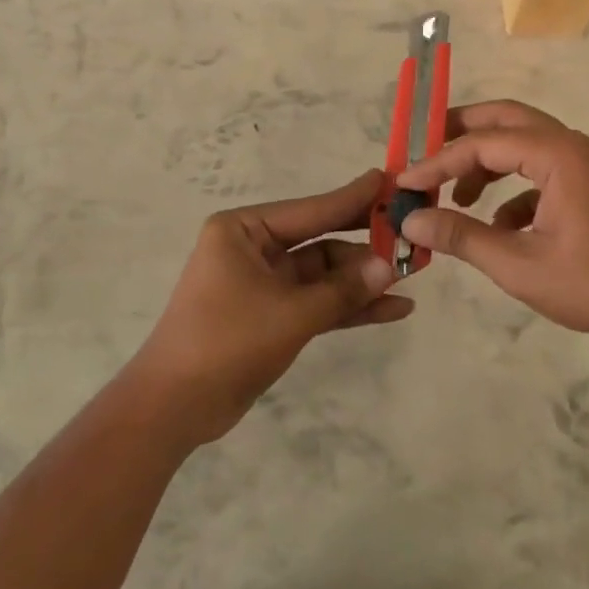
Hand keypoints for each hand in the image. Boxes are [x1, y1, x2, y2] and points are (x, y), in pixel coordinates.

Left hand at [129, 171, 412, 445]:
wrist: (175, 406)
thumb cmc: (226, 341)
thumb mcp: (290, 313)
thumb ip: (342, 290)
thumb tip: (390, 267)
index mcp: (243, 230)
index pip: (310, 209)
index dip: (353, 199)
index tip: (390, 181)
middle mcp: (253, 249)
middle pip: (320, 239)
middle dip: (364, 242)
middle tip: (410, 231)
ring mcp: (264, 283)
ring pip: (323, 274)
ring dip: (362, 279)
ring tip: (413, 276)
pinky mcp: (272, 315)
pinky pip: (318, 302)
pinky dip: (350, 306)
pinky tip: (394, 309)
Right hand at [397, 100, 588, 344]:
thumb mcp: (519, 264)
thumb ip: (461, 237)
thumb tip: (412, 222)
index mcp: (557, 155)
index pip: (482, 144)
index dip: (437, 162)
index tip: (404, 183)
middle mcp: (572, 146)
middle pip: (505, 120)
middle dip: (461, 132)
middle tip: (423, 149)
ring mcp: (586, 164)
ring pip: (524, 144)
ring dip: (486, 162)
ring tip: (455, 197)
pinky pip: (542, 172)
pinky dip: (513, 189)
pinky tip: (499, 227)